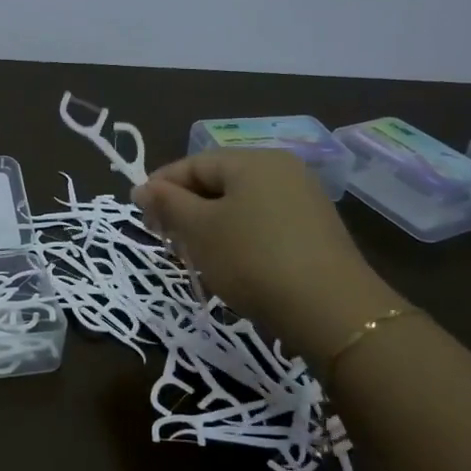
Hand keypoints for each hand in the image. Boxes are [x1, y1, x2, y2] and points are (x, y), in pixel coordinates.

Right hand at [134, 149, 403, 359]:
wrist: (330, 310)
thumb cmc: (252, 259)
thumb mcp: (199, 229)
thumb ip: (167, 203)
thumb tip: (142, 187)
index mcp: (253, 160)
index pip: (193, 163)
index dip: (161, 186)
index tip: (139, 214)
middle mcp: (281, 170)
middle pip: (218, 182)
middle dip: (185, 209)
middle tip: (165, 239)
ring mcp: (303, 200)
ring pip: (239, 205)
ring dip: (209, 227)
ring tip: (194, 256)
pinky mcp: (314, 231)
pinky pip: (262, 223)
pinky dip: (237, 238)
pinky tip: (229, 265)